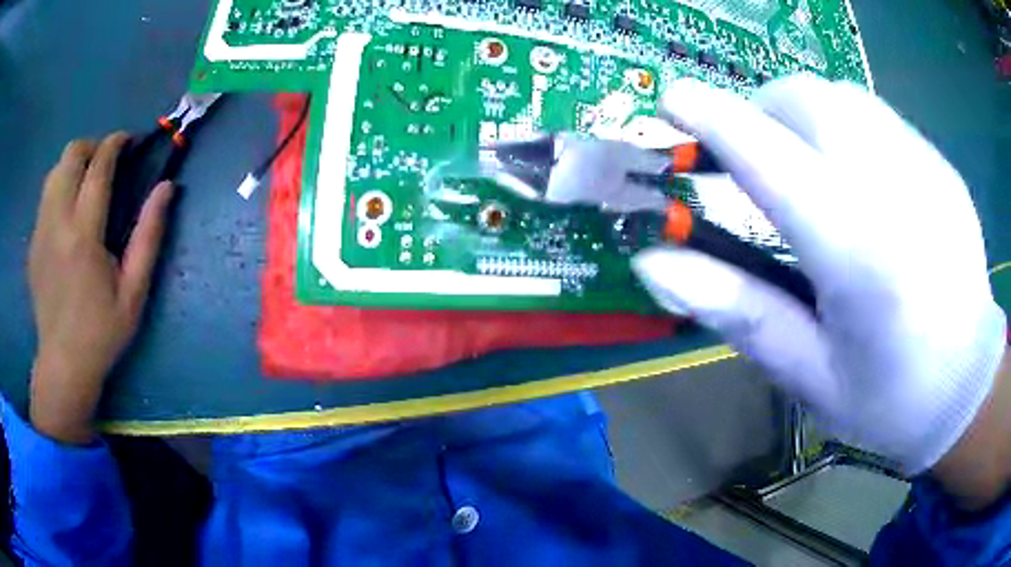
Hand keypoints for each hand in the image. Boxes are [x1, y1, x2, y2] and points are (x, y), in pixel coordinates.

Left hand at [29, 133, 173, 443]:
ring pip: (55, 171)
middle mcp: (57, 222)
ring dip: (73, 165)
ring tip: (86, 183)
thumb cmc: (102, 333)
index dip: (115, 144)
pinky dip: (60, 188)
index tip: (128, 140)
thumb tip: (167, 187)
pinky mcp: (33, 243)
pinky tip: (68, 213)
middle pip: (71, 155)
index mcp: (84, 234)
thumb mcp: (134, 292)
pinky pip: (45, 197)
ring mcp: (41, 231)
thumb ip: (149, 235)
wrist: (63, 365)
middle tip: (106, 162)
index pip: (99, 166)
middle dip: (92, 146)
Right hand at [633, 77, 1005, 490]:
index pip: (770, 157)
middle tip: (751, 153)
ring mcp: (925, 169)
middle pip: (808, 100)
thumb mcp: (810, 373)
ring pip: (844, 97)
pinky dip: (849, 127)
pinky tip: (860, 178)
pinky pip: (880, 118)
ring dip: (804, 113)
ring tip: (804, 162)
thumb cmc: (889, 398)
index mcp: (857, 254)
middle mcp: (894, 190)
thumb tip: (654, 264)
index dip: (713, 117)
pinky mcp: (941, 167)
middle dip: (760, 110)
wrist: (966, 387)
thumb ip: (739, 311)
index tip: (673, 101)